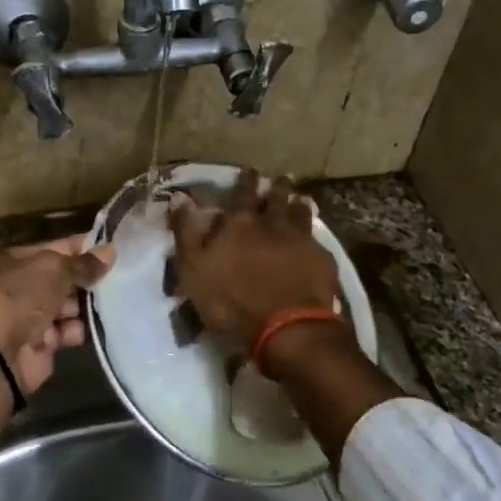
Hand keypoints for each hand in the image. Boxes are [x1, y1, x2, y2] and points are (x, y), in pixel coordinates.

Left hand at [0, 235, 113, 392]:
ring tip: (116, 301)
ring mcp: (29, 317)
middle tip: (121, 277)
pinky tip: (99, 326)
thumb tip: (110, 251)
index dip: (82, 248)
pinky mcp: (40, 345)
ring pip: (67, 307)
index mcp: (14, 261)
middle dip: (87, 279)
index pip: (54, 248)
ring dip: (87, 305)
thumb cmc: (20, 297)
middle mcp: (20, 287)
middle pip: (61, 279)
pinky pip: (67, 332)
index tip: (112, 249)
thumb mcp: (53, 270)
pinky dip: (79, 330)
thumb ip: (83, 263)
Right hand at [168, 171, 341, 354]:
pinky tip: (313, 237)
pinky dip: (313, 233)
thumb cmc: (231, 301)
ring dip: (297, 203)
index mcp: (239, 223)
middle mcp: (272, 222)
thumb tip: (179, 197)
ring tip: (298, 200)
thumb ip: (186, 232)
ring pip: (300, 211)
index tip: (249, 171)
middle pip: (276, 196)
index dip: (245, 180)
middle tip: (279, 179)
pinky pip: (317, 238)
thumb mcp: (194, 269)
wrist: (286, 329)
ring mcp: (301, 239)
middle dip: (276, 186)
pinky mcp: (321, 259)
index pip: (242, 192)